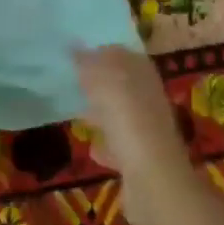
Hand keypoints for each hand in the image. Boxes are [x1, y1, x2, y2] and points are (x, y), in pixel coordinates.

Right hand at [74, 46, 193, 223]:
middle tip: (71, 80)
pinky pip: (119, 145)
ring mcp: (147, 130)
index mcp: (142, 73)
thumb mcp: (101, 79)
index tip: (75, 50)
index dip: (101, 49)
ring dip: (102, 113)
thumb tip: (75, 46)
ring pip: (121, 114)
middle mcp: (149, 98)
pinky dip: (106, 144)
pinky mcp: (141, 159)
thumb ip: (87, 61)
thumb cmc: (126, 118)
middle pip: (122, 84)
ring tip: (78, 111)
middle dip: (99, 82)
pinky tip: (92, 147)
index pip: (122, 52)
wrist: (151, 178)